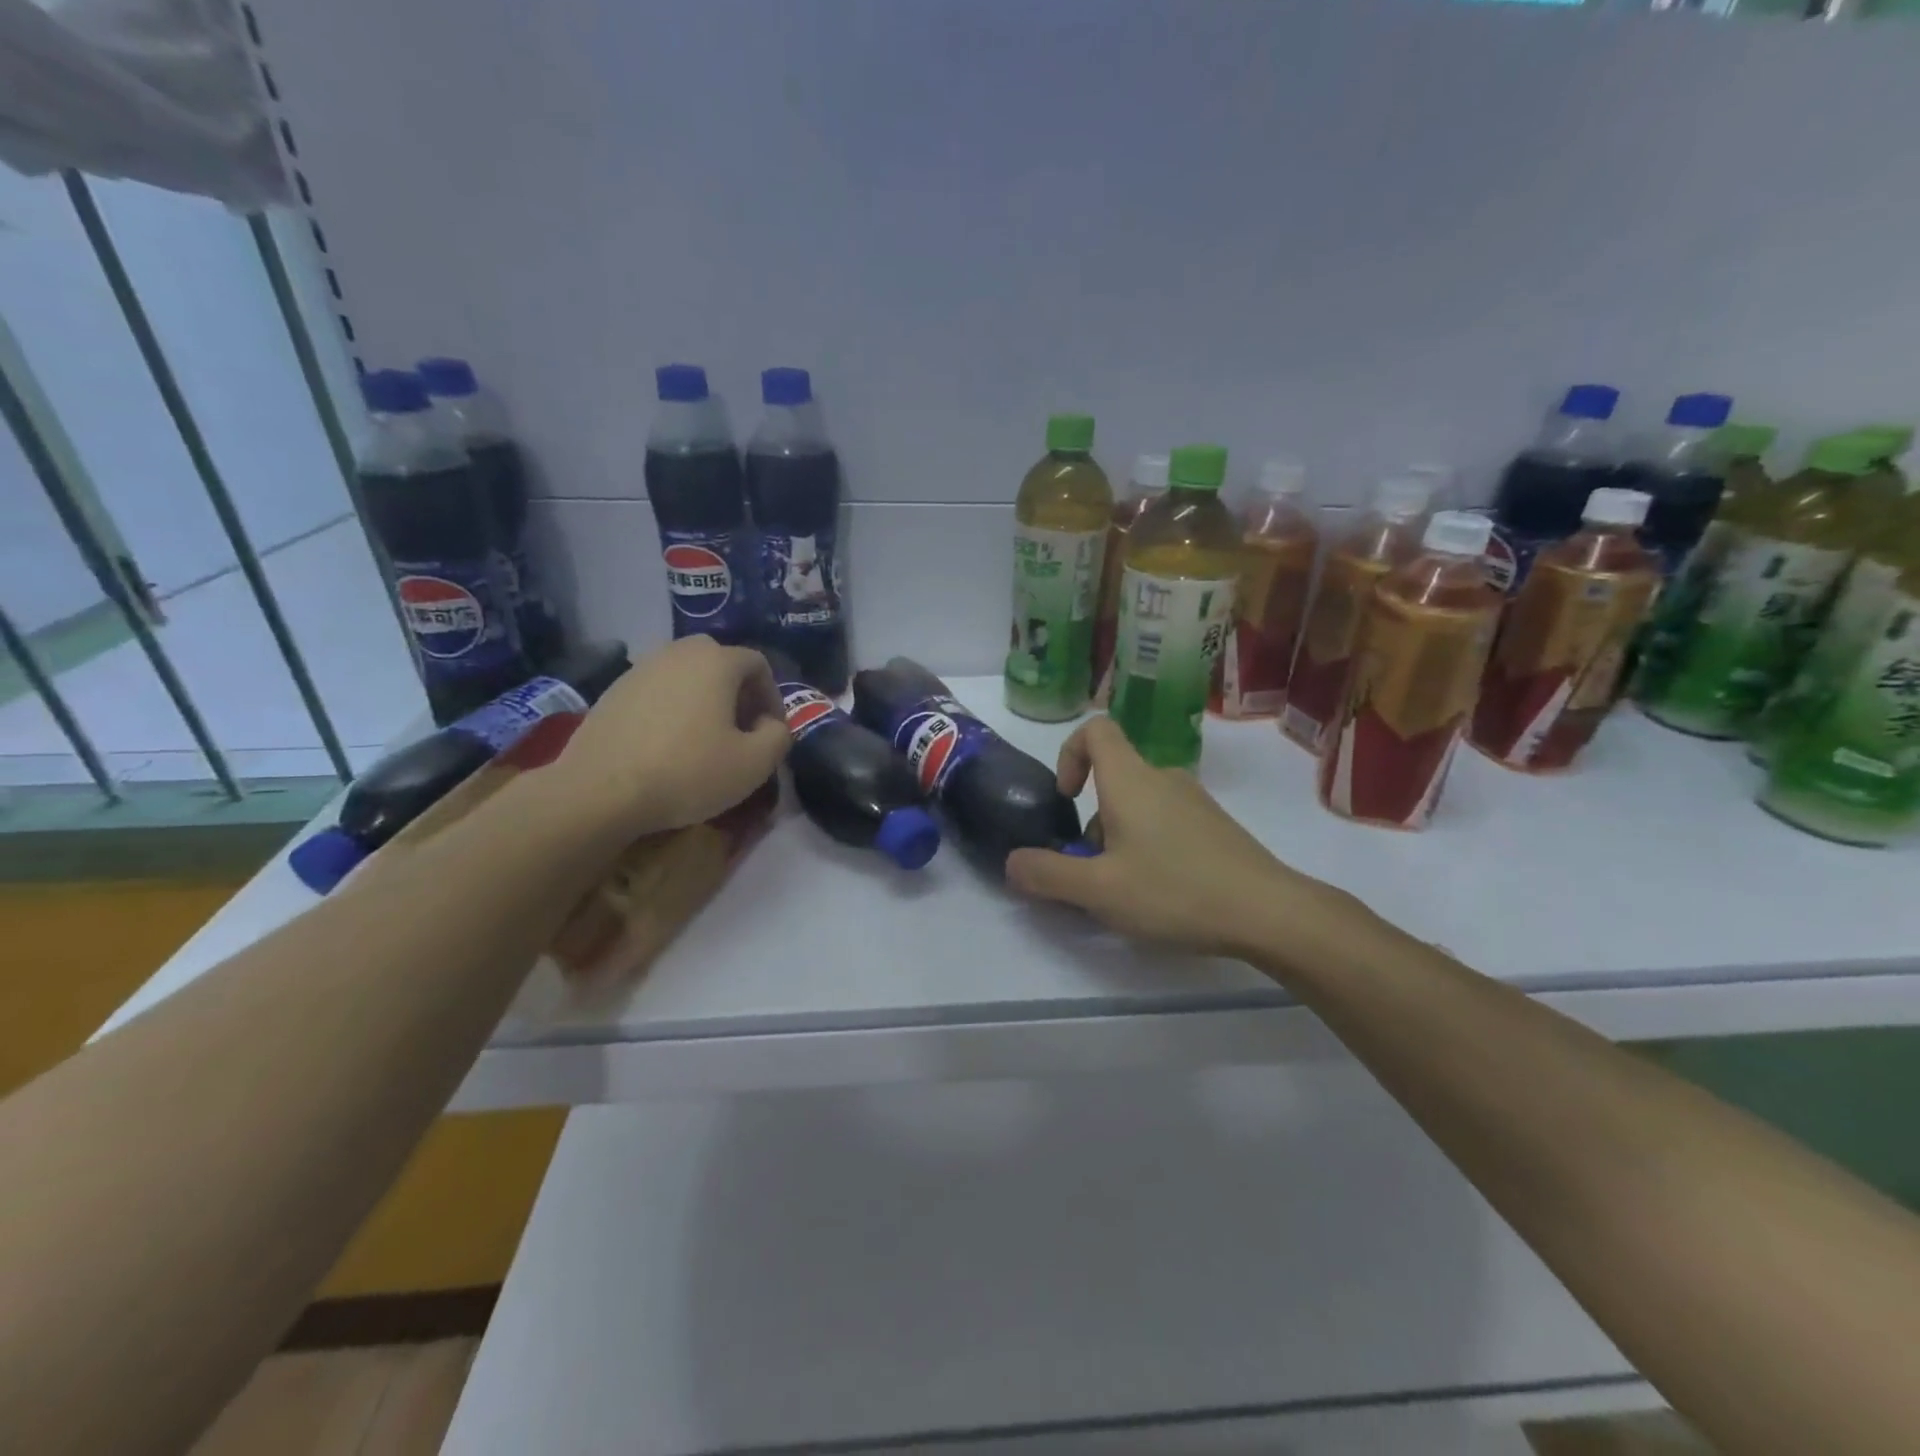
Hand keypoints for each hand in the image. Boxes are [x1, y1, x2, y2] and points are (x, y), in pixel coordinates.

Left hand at [554, 636, 788, 840]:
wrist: (600, 791)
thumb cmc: (687, 772)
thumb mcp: (754, 764)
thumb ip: (779, 737)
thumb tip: (772, 725)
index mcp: (716, 661)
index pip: (758, 663)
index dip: (772, 696)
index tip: (770, 732)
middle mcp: (677, 653)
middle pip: (720, 662)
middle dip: (738, 693)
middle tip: (740, 730)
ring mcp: (640, 669)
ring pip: (686, 675)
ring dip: (704, 700)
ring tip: (704, 739)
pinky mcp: (613, 692)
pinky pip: (657, 691)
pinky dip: (672, 709)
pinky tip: (668, 745)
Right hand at [1005, 717, 1352, 963]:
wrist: (1270, 912)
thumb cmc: (1176, 891)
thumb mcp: (1099, 891)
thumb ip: (1047, 875)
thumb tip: (1012, 862)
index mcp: (1131, 780)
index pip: (1095, 729)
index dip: (1069, 753)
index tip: (1068, 799)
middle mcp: (1163, 778)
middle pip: (1113, 778)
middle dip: (1091, 822)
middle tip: (1093, 872)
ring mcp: (1195, 801)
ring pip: (1139, 805)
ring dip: (1119, 838)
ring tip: (1126, 892)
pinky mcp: (1215, 826)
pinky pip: (1166, 822)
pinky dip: (1149, 847)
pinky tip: (1162, 894)